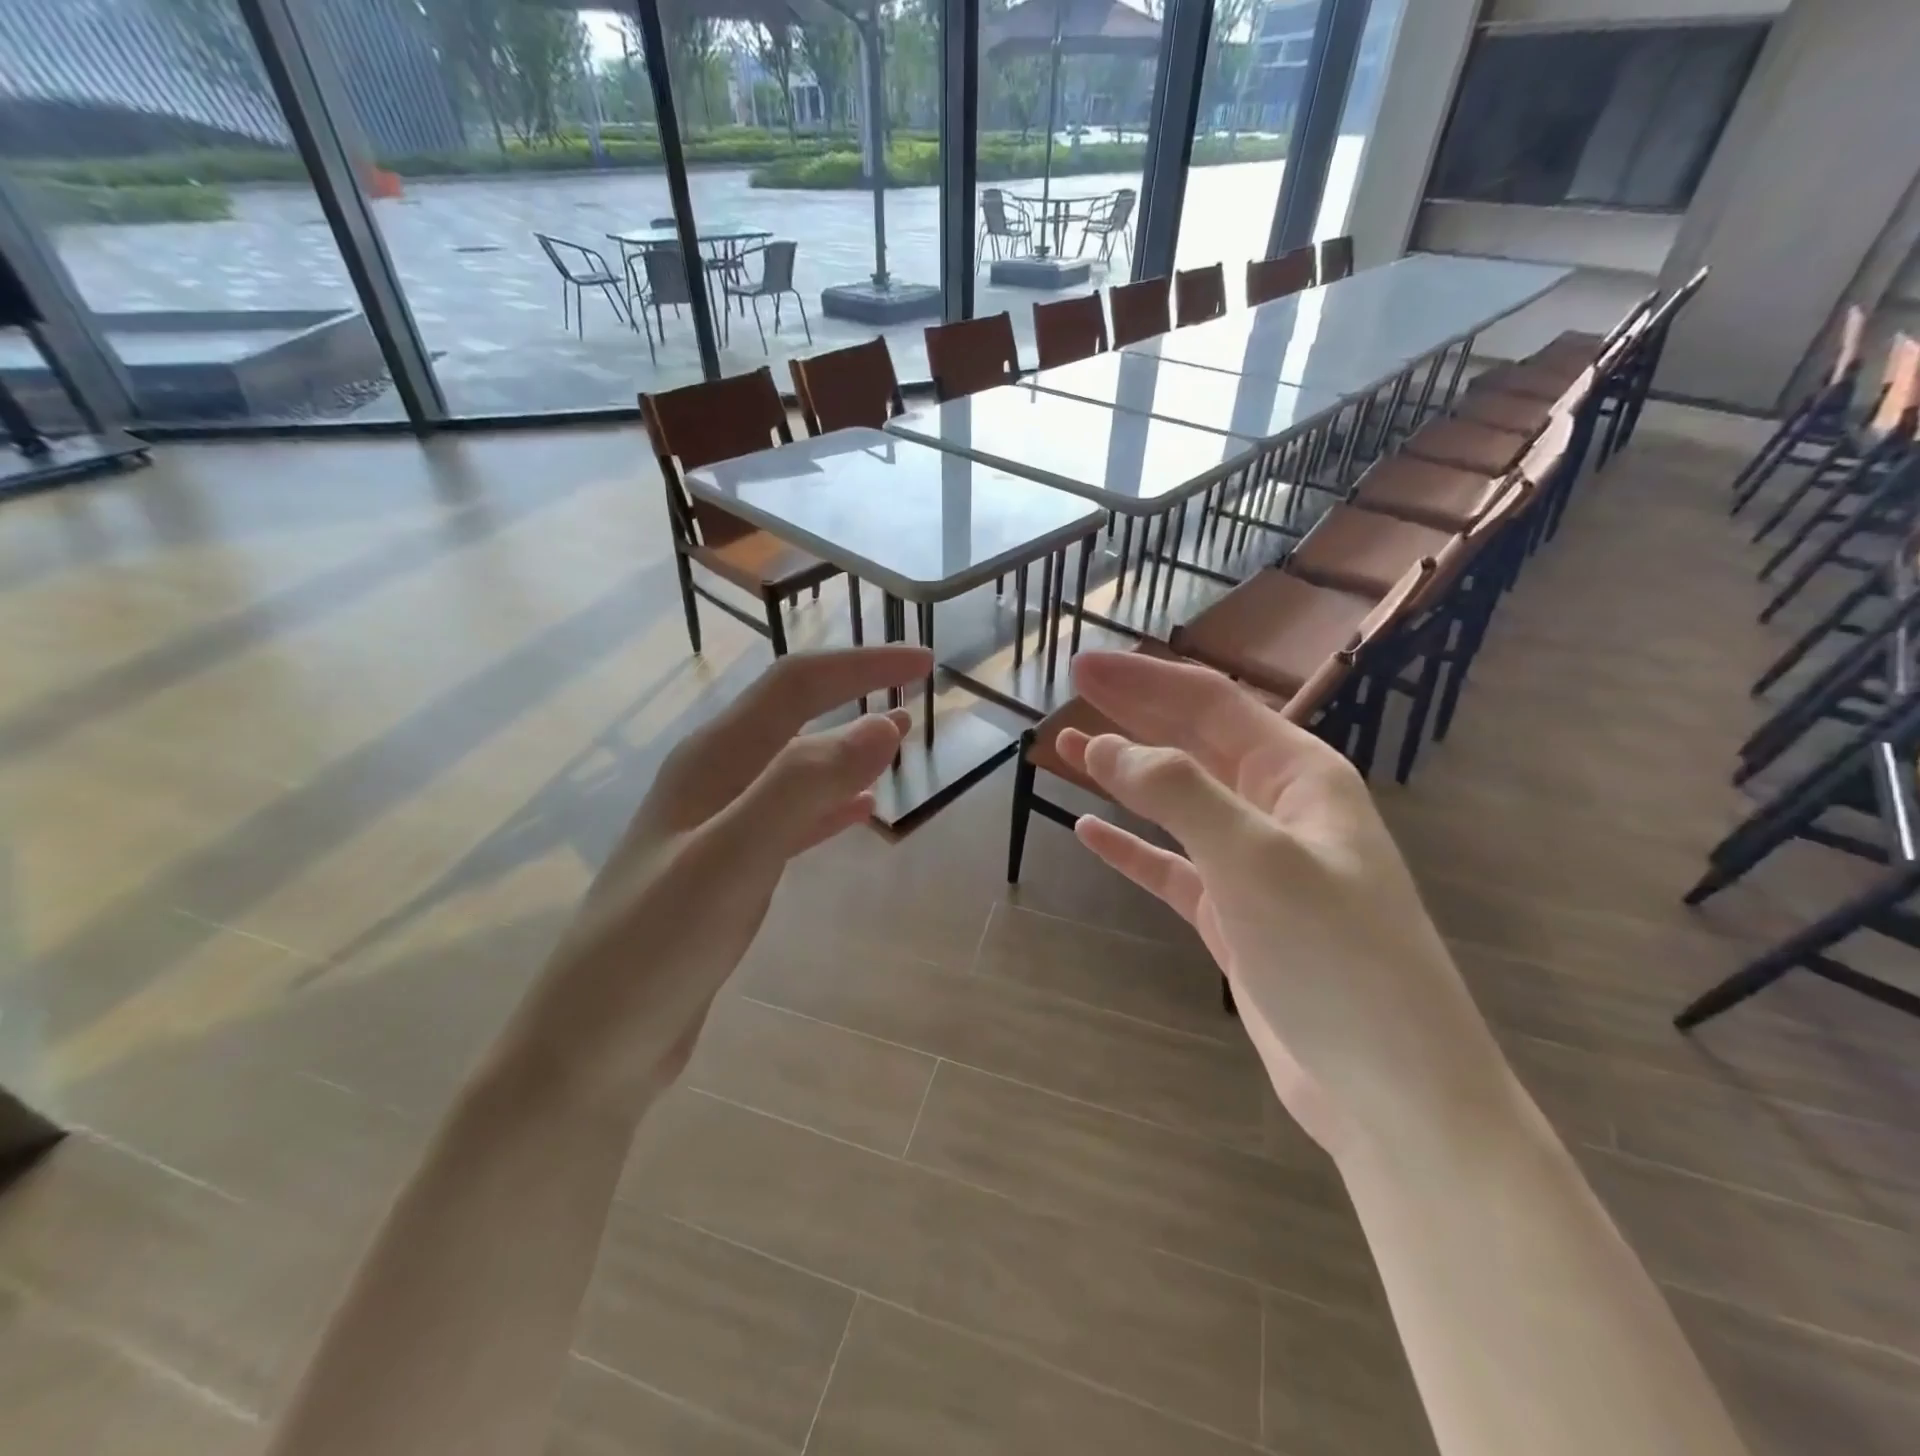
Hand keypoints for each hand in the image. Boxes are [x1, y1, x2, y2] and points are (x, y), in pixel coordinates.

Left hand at [499, 645, 932, 1113]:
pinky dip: (829, 804)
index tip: (924, 661)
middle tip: (916, 688)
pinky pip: (789, 818)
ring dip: (846, 744)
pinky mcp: (725, 870)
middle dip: (854, 690)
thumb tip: (883, 724)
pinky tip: (860, 812)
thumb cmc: (655, 949)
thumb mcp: (731, 860)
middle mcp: (711, 780)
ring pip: (793, 765)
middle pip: (792, 714)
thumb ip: (802, 787)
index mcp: (710, 760)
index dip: (861, 664)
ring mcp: (716, 826)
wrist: (588, 1049)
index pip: (795, 685)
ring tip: (898, 735)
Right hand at [1055, 651, 1520, 1162]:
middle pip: (1193, 742)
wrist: (1391, 1090)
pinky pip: (1171, 866)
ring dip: (1125, 774)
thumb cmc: (1335, 957)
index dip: (1145, 680)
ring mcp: (1254, 865)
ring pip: (1178, 802)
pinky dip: (1132, 846)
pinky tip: (1091, 832)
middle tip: (1074, 687)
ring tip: (1069, 751)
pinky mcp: (1234, 916)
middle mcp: (1277, 809)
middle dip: (1134, 713)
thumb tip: (1105, 746)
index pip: (1210, 705)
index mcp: (1299, 776)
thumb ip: (1179, 794)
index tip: (1084, 665)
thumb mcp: (1255, 859)